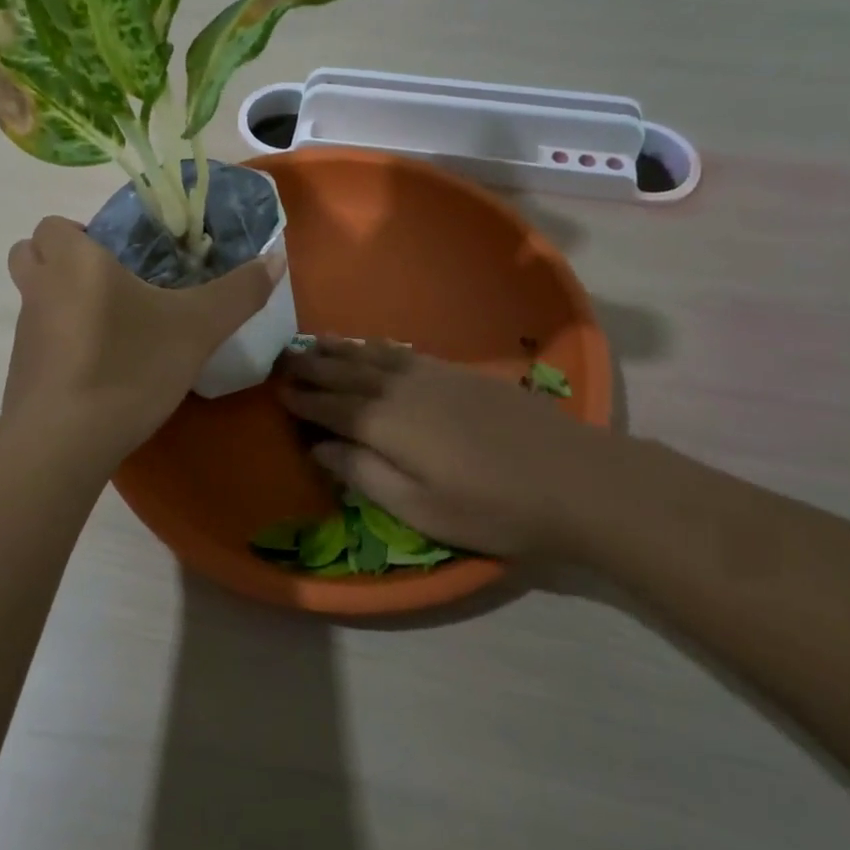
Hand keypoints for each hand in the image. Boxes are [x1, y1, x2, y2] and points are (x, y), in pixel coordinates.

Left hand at [2, 216, 283, 455]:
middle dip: (62, 261)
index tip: (120, 257)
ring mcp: (25, 334)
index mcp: (74, 262)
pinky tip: (100, 371)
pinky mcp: (22, 374)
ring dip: (63, 303)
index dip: (81, 233)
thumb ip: (238, 292)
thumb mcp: (197, 329)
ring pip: (36, 300)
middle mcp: (39, 289)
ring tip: (114, 329)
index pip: (54, 225)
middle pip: (31, 255)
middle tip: (111, 283)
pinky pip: (39, 343)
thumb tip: (276, 258)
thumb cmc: (129, 365)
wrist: (65, 441)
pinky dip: (62, 346)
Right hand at [278, 338, 648, 564]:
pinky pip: (402, 352)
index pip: (330, 404)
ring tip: (313, 342)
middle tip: (283, 357)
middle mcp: (401, 389)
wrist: (573, 477)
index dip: (302, 397)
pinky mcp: (458, 372)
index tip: (277, 389)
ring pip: (372, 356)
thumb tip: (318, 446)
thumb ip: (362, 473)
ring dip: (339, 349)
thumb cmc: (491, 507)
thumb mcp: (418, 507)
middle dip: (312, 365)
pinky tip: (369, 346)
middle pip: (346, 372)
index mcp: (385, 423)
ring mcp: (432, 375)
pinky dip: (375, 346)